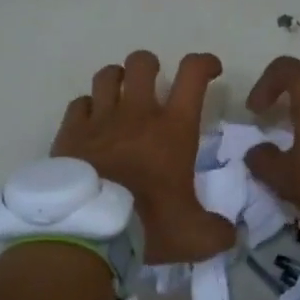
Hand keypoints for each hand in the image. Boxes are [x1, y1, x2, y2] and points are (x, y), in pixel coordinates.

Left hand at [51, 50, 236, 263]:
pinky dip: (87, 108)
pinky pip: (79, 103)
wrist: (89, 231)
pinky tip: (91, 124)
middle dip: (150, 66)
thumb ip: (216, 232)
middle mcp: (137, 113)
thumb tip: (229, 234)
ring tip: (121, 96)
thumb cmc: (147, 225)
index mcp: (173, 129)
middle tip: (154, 85)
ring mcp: (100, 120)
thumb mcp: (195, 237)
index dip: (204, 63)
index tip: (210, 71)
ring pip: (107, 75)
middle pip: (142, 63)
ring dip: (117, 80)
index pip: (192, 74)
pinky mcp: (71, 132)